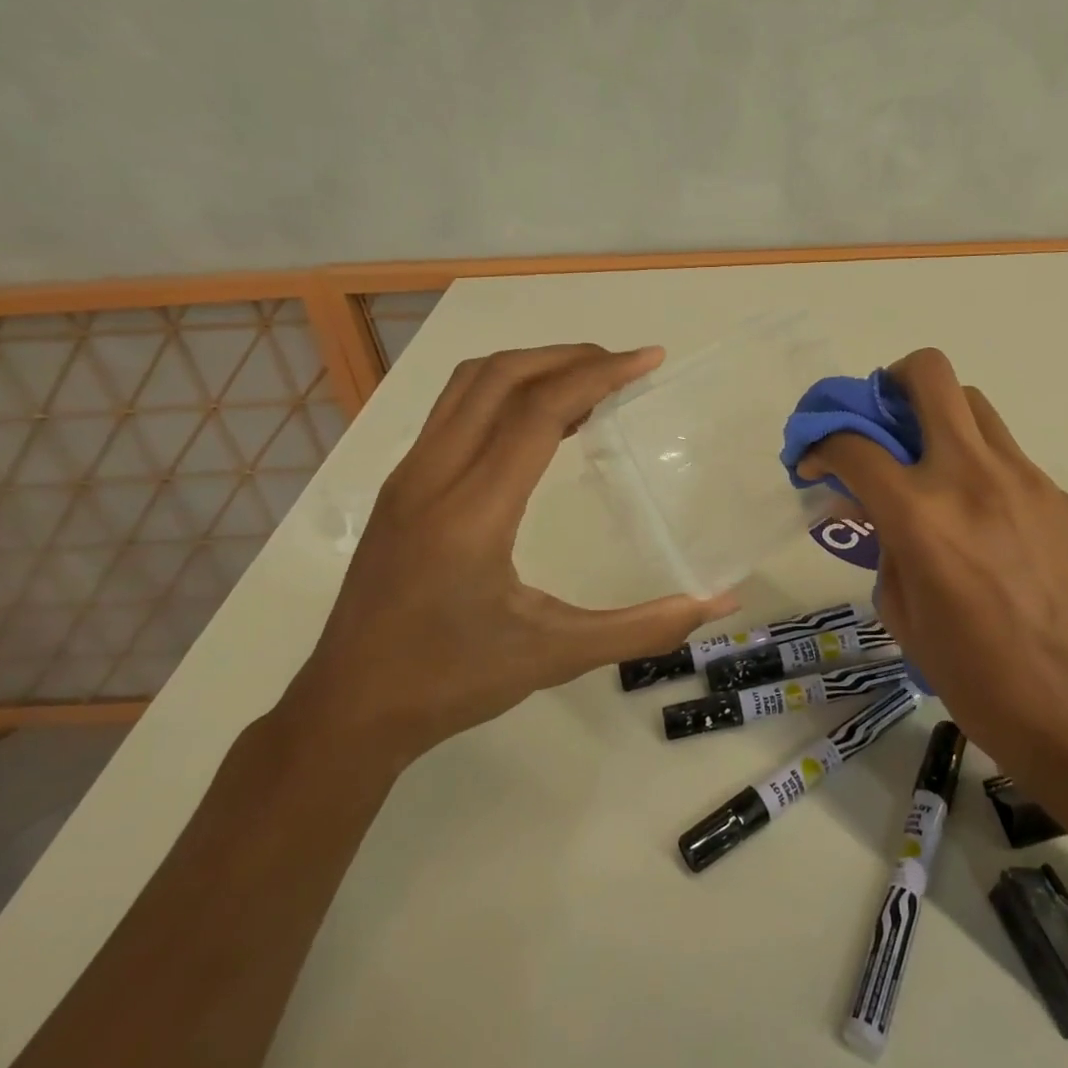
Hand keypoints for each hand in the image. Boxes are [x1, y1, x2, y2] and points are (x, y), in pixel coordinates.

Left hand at [291, 345, 737, 765]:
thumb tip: (720, 603)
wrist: (347, 710)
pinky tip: (538, 423)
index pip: (538, 410)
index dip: (599, 374)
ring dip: (532, 366)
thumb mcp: (557, 656)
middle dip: (569, 357)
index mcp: (473, 512)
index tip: (649, 360)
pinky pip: (454, 409)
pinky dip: (503, 391)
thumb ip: (644, 629)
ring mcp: (408, 476)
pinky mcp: (400, 486)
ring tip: (586, 381)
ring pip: (470, 384)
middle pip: (501, 376)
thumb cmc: (453, 681)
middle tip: (624, 365)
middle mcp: (433, 476)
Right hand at [798, 349, 1067, 787]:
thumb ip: (882, 545)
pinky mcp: (1057, 495)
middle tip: (881, 419)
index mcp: (920, 515)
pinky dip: (977, 461)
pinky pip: (1006, 451)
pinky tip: (979, 513)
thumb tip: (872, 509)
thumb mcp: (903, 614)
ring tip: (929, 461)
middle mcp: (970, 476)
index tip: (814, 463)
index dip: (821, 444)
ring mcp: (1023, 479)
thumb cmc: (977, 678)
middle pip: (928, 375)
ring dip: (938, 415)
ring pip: (973, 402)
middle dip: (890, 382)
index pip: (854, 443)